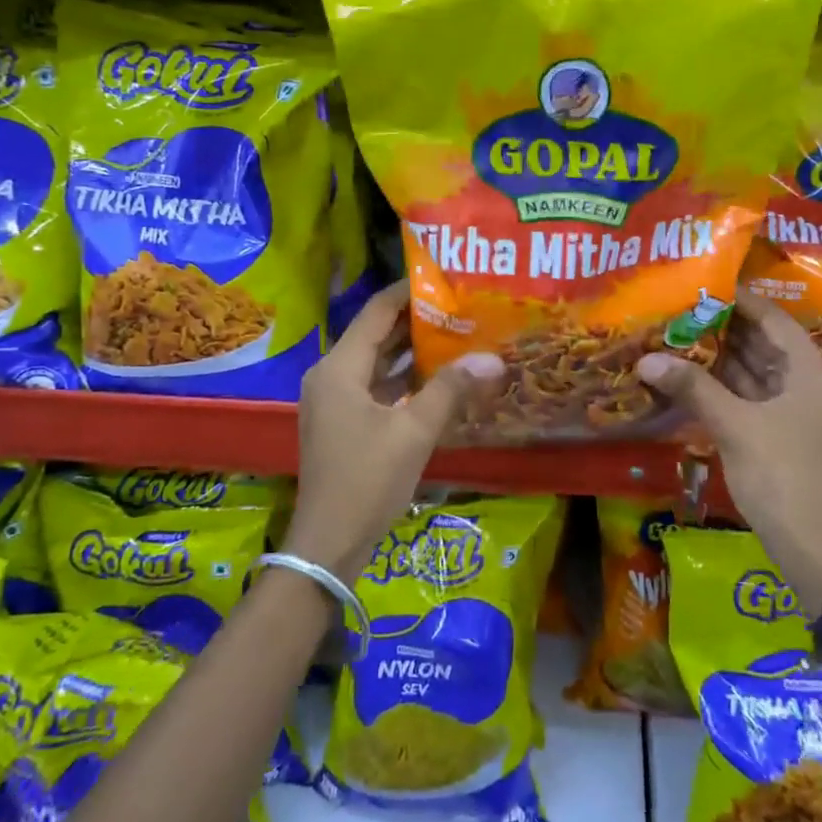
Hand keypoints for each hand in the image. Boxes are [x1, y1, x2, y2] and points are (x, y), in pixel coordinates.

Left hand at [286, 283, 503, 577]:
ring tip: (457, 334)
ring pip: (376, 364)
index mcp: (339, 368)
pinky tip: (438, 379)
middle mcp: (331, 376)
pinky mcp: (344, 424)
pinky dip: (403, 381)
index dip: (408, 292)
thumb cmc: (367, 480)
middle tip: (460, 306)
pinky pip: (375, 389)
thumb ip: (451, 390)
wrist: (328, 544)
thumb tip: (492, 359)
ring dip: (411, 351)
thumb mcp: (414, 432)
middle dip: (415, 321)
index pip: (376, 312)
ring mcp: (334, 402)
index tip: (444, 277)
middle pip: (375, 335)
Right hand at [638, 291, 821, 587]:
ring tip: (674, 333)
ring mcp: (795, 406)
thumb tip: (646, 359)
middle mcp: (808, 380)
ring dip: (717, 356)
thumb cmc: (780, 473)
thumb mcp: (734, 424)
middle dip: (720, 327)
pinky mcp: (780, 429)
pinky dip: (721, 384)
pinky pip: (748, 394)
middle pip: (761, 342)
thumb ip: (692, 386)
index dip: (736, 300)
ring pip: (753, 369)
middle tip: (677, 307)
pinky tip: (687, 373)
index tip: (698, 283)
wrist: (808, 542)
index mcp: (812, 369)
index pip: (771, 318)